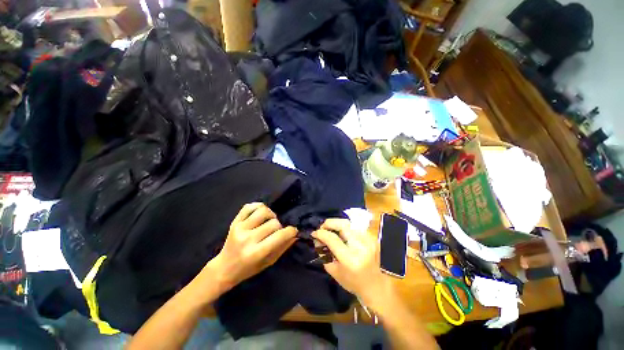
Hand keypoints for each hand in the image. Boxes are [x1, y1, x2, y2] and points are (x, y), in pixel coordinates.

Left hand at [205, 203, 296, 292]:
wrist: (224, 268)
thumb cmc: (248, 269)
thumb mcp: (268, 262)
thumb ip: (283, 248)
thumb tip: (295, 235)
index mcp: (256, 252)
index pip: (279, 236)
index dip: (291, 231)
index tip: (293, 231)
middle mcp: (247, 238)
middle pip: (273, 222)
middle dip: (279, 226)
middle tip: (276, 231)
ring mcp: (239, 228)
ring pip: (263, 211)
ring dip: (270, 215)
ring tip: (269, 221)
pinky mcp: (234, 222)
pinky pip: (249, 206)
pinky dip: (258, 206)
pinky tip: (260, 214)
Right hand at [312, 218, 393, 307]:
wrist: (376, 286)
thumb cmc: (353, 283)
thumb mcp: (334, 271)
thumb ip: (324, 253)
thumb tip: (318, 239)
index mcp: (350, 259)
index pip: (333, 239)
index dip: (321, 233)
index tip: (314, 233)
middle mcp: (361, 247)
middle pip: (343, 225)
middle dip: (329, 223)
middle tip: (322, 227)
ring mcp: (369, 241)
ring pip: (349, 224)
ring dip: (337, 225)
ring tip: (331, 230)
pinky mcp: (372, 238)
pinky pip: (355, 228)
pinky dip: (346, 228)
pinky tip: (342, 234)